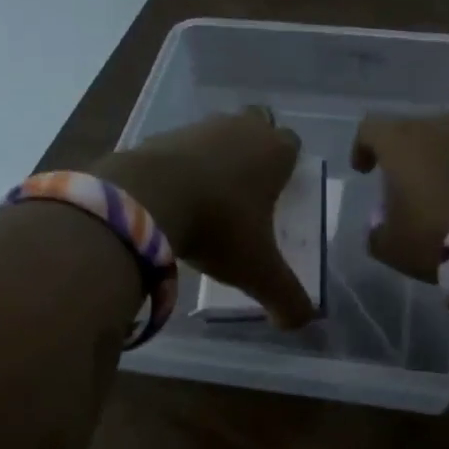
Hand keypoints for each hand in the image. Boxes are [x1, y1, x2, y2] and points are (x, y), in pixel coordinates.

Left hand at [94, 107, 315, 328]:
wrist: (146, 200)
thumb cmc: (218, 228)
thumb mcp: (258, 271)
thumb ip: (287, 298)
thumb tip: (302, 323)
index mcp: (273, 151)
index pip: (292, 143)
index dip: (288, 164)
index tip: (278, 192)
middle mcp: (240, 129)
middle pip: (256, 125)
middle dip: (254, 149)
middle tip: (246, 188)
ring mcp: (198, 127)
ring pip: (218, 132)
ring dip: (217, 155)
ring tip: (208, 196)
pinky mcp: (161, 135)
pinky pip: (181, 146)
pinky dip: (182, 164)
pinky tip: (174, 196)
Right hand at [349, 112, 448, 280]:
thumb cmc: (434, 235)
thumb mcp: (390, 245)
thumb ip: (377, 231)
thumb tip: (380, 226)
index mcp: (400, 143)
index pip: (370, 128)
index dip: (362, 147)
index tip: (363, 171)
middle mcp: (435, 129)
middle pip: (408, 127)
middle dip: (398, 148)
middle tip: (397, 176)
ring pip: (442, 136)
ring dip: (432, 155)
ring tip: (431, 183)